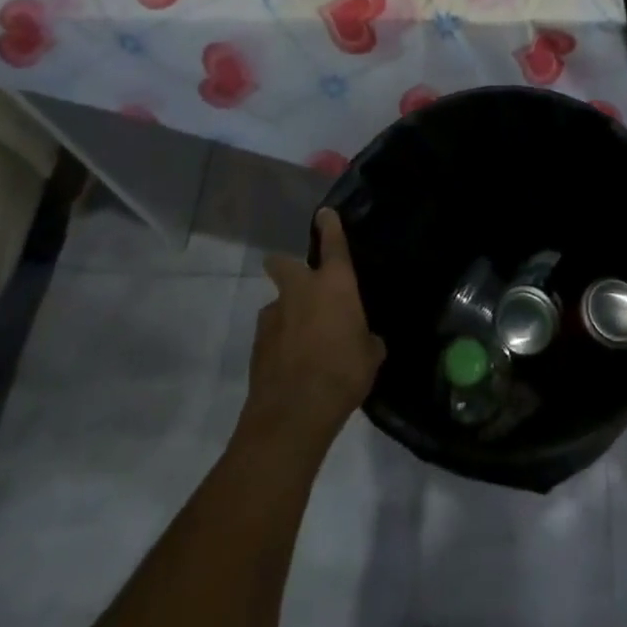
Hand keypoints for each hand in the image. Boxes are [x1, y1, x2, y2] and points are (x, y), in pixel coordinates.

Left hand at [247, 209, 384, 444]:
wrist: (292, 413)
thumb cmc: (342, 373)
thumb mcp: (370, 356)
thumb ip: (366, 339)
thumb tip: (365, 339)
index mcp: (334, 284)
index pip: (332, 243)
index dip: (329, 225)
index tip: (323, 213)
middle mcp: (301, 290)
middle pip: (283, 263)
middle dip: (286, 265)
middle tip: (300, 281)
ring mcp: (274, 315)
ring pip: (278, 302)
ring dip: (286, 312)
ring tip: (302, 339)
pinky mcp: (257, 343)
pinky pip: (271, 332)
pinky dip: (280, 341)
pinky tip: (291, 362)